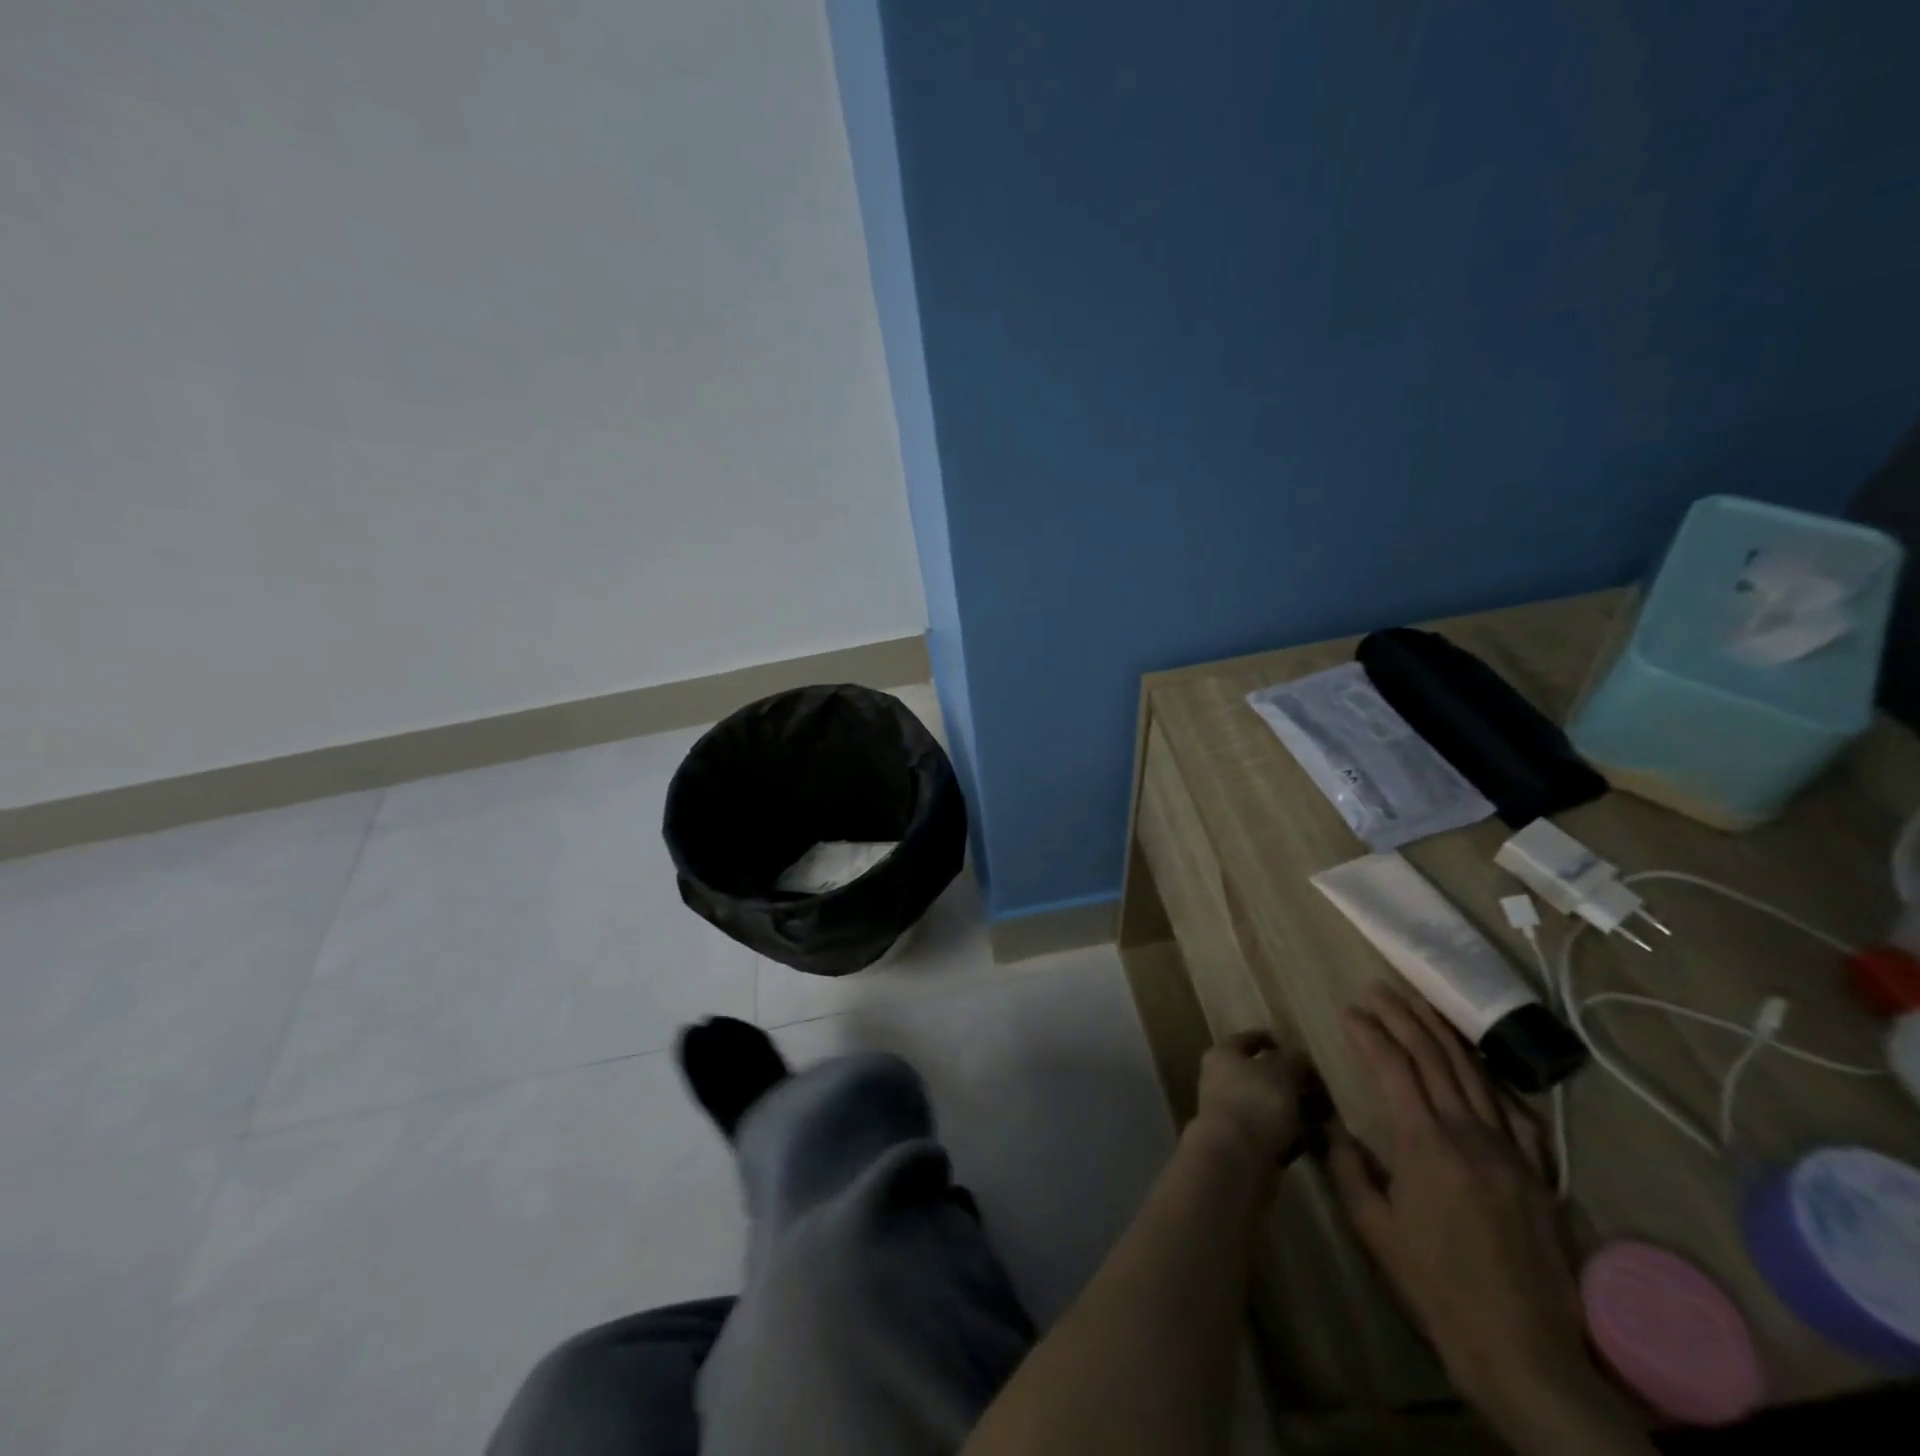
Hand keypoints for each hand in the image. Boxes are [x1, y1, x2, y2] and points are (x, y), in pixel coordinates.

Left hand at [1191, 1029, 1314, 1168]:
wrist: (1237, 1159)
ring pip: (1270, 1106)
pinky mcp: (1246, 1147)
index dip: (1272, 1040)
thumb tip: (1298, 1056)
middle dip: (1291, 1080)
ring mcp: (1233, 1115)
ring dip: (1296, 1110)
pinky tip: (1320, 1139)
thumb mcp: (1280, 1071)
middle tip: (1323, 1085)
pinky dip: (1295, 1136)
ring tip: (1329, 1112)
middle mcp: (1222, 1081)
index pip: (1248, 1039)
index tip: (1299, 1047)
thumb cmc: (1255, 1101)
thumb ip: (1292, 1059)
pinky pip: (1275, 1134)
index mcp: (1223, 1055)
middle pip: (1261, 1075)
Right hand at [1326, 985, 1596, 1423]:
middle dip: (1402, 1018)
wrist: (1523, 1351)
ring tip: (1419, 1005)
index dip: (1368, 1033)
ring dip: (1443, 1034)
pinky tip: (1476, 1066)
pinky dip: (1489, 1078)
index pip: (1392, 1068)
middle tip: (1378, 990)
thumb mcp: (1373, 1228)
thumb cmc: (1434, 1287)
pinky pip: (1514, 1111)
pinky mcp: (1537, 1173)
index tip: (1347, 1011)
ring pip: (1473, 1074)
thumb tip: (1330, 1124)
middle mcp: (1468, 1134)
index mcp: (1424, 1143)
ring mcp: (1509, 1151)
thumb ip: (1347, 1166)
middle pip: (1433, 1058)